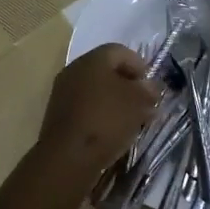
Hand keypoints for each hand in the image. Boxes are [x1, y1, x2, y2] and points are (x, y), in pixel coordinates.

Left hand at [35, 44, 161, 179]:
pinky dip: (100, 114)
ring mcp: (63, 93)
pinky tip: (112, 131)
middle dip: (128, 85)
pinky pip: (85, 107)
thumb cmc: (107, 119)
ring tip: (131, 121)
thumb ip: (148, 90)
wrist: (68, 156)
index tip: (151, 87)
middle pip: (106, 71)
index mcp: (92, 59)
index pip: (120, 51)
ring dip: (115, 101)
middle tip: (144, 103)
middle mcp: (74, 70)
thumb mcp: (138, 102)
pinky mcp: (58, 115)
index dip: (140, 65)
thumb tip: (151, 88)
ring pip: (96, 90)